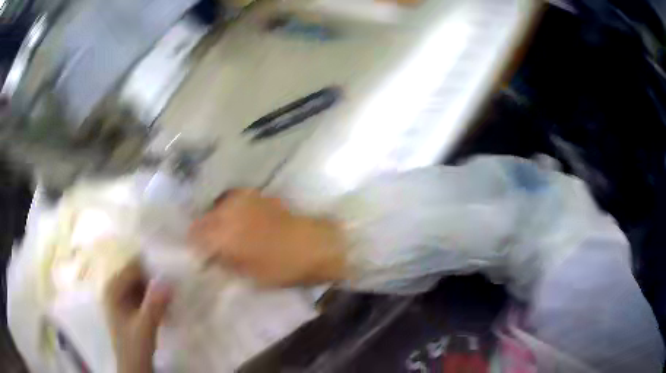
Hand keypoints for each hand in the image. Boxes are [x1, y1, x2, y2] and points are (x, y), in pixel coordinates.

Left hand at [104, 260, 171, 372]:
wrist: (133, 366)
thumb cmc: (134, 347)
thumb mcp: (145, 327)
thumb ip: (155, 305)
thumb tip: (168, 281)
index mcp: (113, 289)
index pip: (133, 268)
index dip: (151, 269)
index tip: (171, 275)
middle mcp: (115, 289)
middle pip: (137, 275)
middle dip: (155, 280)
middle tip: (174, 288)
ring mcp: (121, 298)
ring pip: (141, 285)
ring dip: (156, 290)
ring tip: (172, 298)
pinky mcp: (129, 307)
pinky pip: (143, 295)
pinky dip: (154, 299)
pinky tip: (166, 308)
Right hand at [189, 189, 347, 286]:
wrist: (317, 244)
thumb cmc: (283, 267)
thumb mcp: (249, 275)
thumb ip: (224, 263)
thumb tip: (211, 257)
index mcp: (223, 234)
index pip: (195, 236)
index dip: (195, 246)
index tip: (199, 255)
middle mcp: (228, 211)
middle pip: (204, 219)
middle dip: (203, 232)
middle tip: (211, 246)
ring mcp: (244, 199)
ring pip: (218, 207)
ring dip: (216, 220)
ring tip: (225, 234)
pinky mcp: (258, 194)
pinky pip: (234, 201)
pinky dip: (231, 211)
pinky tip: (239, 222)